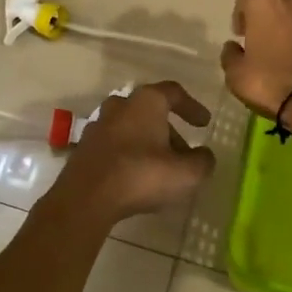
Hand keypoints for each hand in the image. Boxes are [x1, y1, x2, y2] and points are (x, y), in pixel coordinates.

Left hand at [51, 82, 214, 221]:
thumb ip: (202, 161)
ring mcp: (98, 125)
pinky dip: (129, 154)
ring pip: (131, 128)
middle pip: (151, 111)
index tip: (204, 123)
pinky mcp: (85, 147)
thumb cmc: (141, 175)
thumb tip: (205, 156)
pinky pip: (115, 144)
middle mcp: (120, 105)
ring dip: (149, 143)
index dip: (192, 107)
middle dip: (170, 130)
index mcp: (146, 102)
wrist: (86, 197)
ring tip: (162, 168)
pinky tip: (137, 177)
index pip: (174, 93)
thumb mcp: (186, 173)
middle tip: (184, 153)